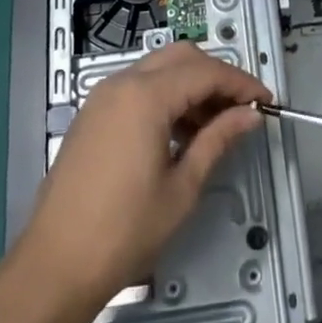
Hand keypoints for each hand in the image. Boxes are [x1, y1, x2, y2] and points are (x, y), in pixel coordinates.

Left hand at [17, 43, 271, 313]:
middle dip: (216, 75)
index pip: (205, 72)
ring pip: (158, 69)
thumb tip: (250, 114)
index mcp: (146, 96)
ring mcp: (102, 97)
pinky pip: (138, 87)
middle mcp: (122, 83)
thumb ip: (218, 140)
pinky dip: (165, 96)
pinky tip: (180, 132)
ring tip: (215, 125)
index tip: (266, 101)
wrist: (55, 265)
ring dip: (190, 85)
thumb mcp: (182, 187)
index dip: (240, 83)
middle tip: (241, 108)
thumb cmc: (125, 230)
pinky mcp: (92, 114)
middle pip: (181, 57)